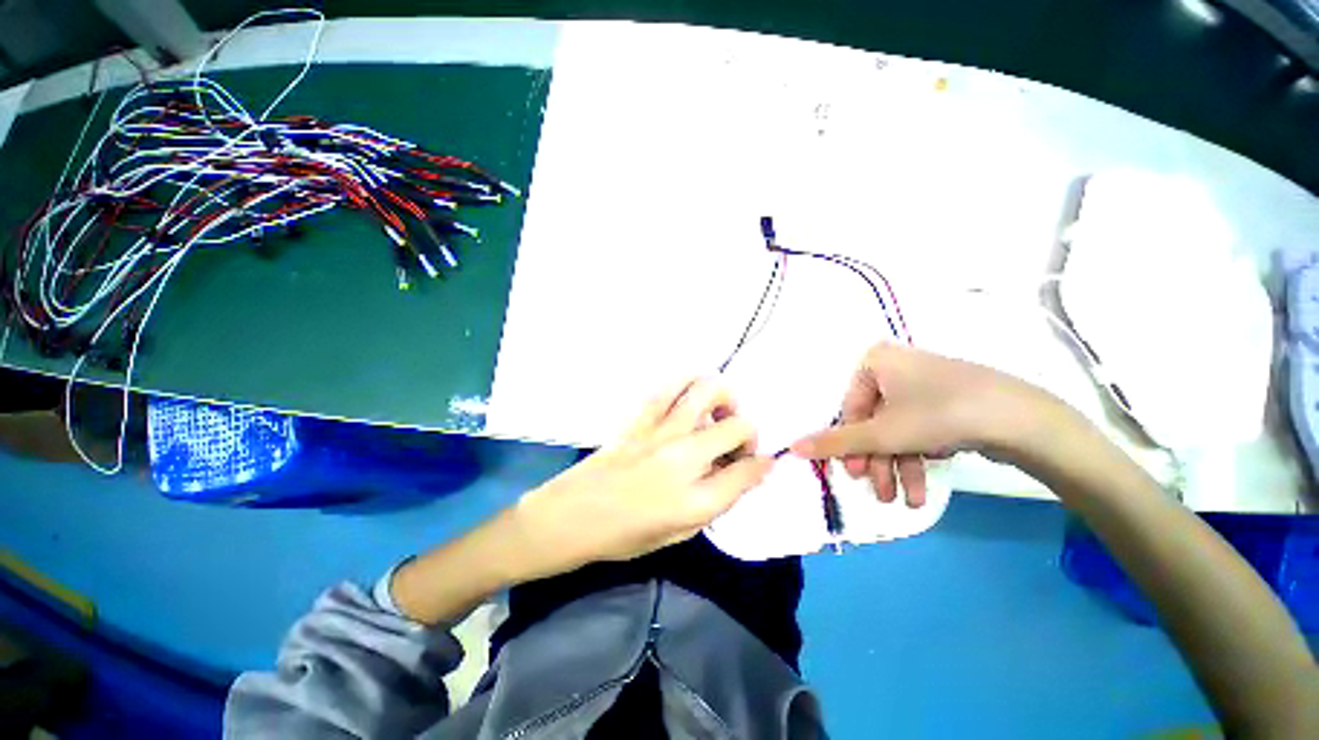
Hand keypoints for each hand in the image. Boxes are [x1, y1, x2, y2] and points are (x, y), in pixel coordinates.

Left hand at [509, 378, 773, 579]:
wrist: (571, 516)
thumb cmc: (624, 535)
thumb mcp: (678, 534)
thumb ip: (716, 502)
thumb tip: (745, 474)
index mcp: (695, 499)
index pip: (749, 471)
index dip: (763, 464)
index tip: (762, 462)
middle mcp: (684, 459)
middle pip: (738, 426)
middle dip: (750, 431)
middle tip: (737, 442)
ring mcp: (660, 432)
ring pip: (707, 391)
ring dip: (724, 397)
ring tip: (719, 411)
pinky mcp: (640, 418)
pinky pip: (670, 386)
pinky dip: (689, 381)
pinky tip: (692, 391)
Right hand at [791, 343, 1052, 506]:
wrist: (1023, 419)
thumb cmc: (937, 414)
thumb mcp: (881, 433)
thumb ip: (835, 442)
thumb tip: (792, 447)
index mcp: (875, 362)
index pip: (850, 408)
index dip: (849, 444)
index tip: (853, 474)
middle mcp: (897, 367)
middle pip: (875, 422)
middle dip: (878, 462)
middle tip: (881, 493)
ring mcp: (925, 383)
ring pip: (899, 429)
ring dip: (900, 467)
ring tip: (908, 502)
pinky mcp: (950, 400)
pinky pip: (922, 428)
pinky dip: (921, 457)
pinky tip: (925, 485)